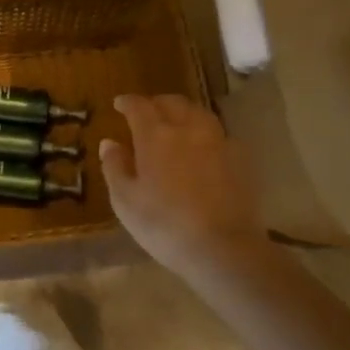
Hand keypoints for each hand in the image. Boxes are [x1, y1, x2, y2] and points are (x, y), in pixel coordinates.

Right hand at [101, 93, 262, 279]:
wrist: (223, 247)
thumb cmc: (164, 225)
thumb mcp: (125, 200)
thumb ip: (115, 167)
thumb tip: (109, 143)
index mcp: (155, 136)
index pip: (139, 106)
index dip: (128, 102)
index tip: (119, 104)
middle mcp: (188, 129)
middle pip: (172, 103)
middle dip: (156, 103)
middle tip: (146, 112)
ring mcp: (218, 141)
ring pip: (199, 113)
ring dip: (183, 112)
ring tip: (175, 123)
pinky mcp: (240, 158)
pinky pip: (219, 134)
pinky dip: (205, 132)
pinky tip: (202, 147)